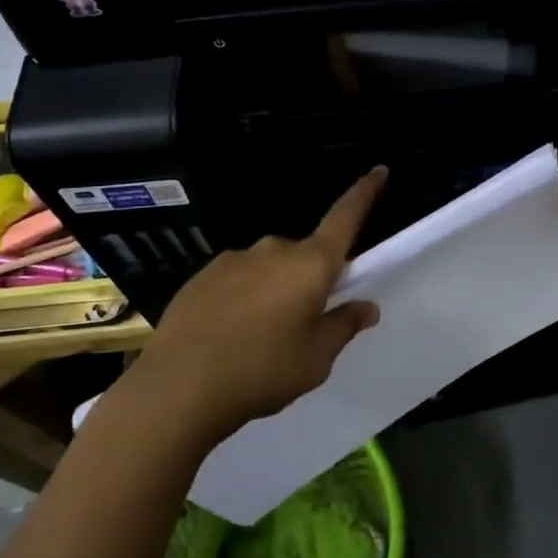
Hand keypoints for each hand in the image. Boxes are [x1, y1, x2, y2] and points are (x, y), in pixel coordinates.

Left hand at [121, 167, 387, 442]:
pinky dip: (243, 297)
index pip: (345, 218)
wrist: (178, 387)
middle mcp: (275, 250)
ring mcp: (235, 259)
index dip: (364, 193)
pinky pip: (238, 279)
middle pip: (306, 254)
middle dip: (311, 278)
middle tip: (304, 323)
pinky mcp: (203, 275)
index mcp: (310, 264)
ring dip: (275, 290)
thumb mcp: (316, 359)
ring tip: (260, 338)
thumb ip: (344, 326)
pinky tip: (229, 335)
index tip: (379, 170)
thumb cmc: (262, 371)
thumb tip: (367, 306)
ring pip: (270, 268)